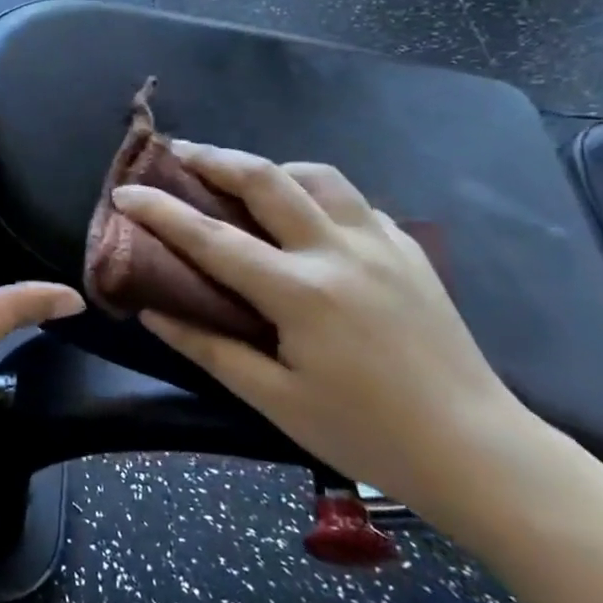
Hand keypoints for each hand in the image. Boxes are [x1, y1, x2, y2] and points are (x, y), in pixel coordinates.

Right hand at [112, 144, 535, 514]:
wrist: (477, 449)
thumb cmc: (366, 434)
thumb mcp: (275, 400)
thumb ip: (208, 347)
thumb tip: (152, 310)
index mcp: (300, 292)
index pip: (212, 238)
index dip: (161, 211)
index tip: (125, 192)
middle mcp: (339, 251)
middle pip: (266, 179)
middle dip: (213, 158)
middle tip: (177, 153)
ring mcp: (381, 243)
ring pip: (317, 175)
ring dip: (270, 167)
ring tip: (241, 180)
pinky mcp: (410, 249)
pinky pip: (353, 201)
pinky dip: (316, 193)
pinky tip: (306, 216)